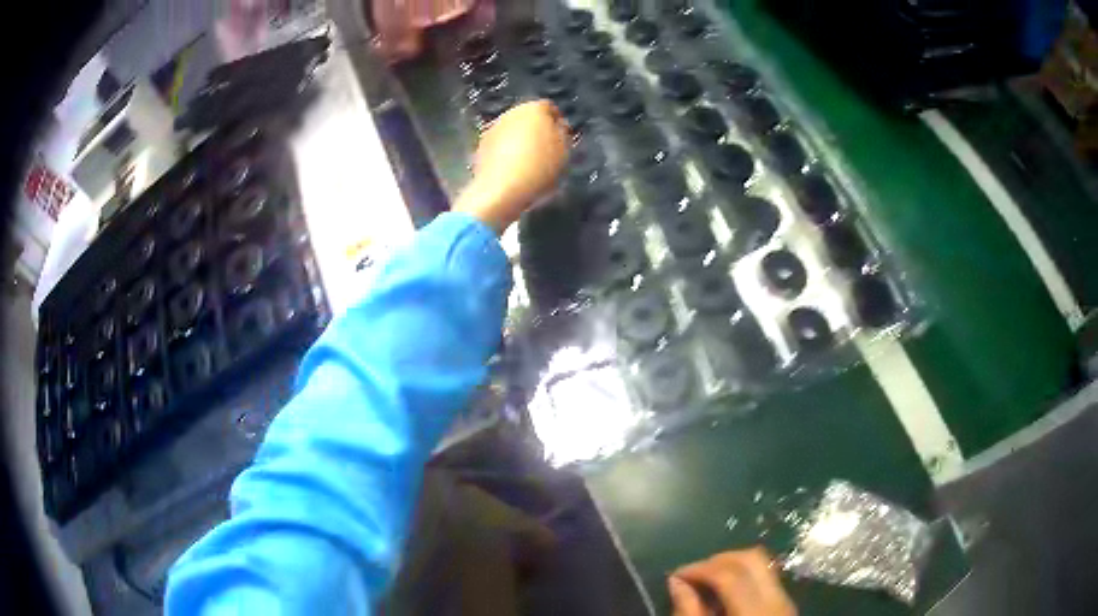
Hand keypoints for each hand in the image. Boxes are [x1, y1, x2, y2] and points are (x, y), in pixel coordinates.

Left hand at [453, 100, 569, 233]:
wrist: (500, 191)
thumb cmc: (539, 168)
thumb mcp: (564, 151)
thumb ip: (563, 133)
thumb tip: (558, 126)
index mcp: (534, 109)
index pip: (549, 108)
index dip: (557, 123)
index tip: (563, 138)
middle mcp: (511, 113)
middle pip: (529, 118)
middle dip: (537, 130)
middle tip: (547, 151)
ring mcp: (493, 129)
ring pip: (513, 131)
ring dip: (521, 142)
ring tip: (530, 164)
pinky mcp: (481, 146)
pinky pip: (500, 145)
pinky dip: (506, 153)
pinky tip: (513, 170)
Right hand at [669, 548, 796, 615]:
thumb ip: (688, 612)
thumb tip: (676, 581)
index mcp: (753, 613)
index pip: (728, 575)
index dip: (698, 568)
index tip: (675, 576)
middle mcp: (776, 601)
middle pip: (752, 559)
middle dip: (718, 560)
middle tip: (693, 574)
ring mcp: (786, 602)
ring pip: (762, 565)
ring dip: (732, 566)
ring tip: (707, 582)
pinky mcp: (786, 606)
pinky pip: (767, 579)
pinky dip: (744, 578)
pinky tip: (725, 594)